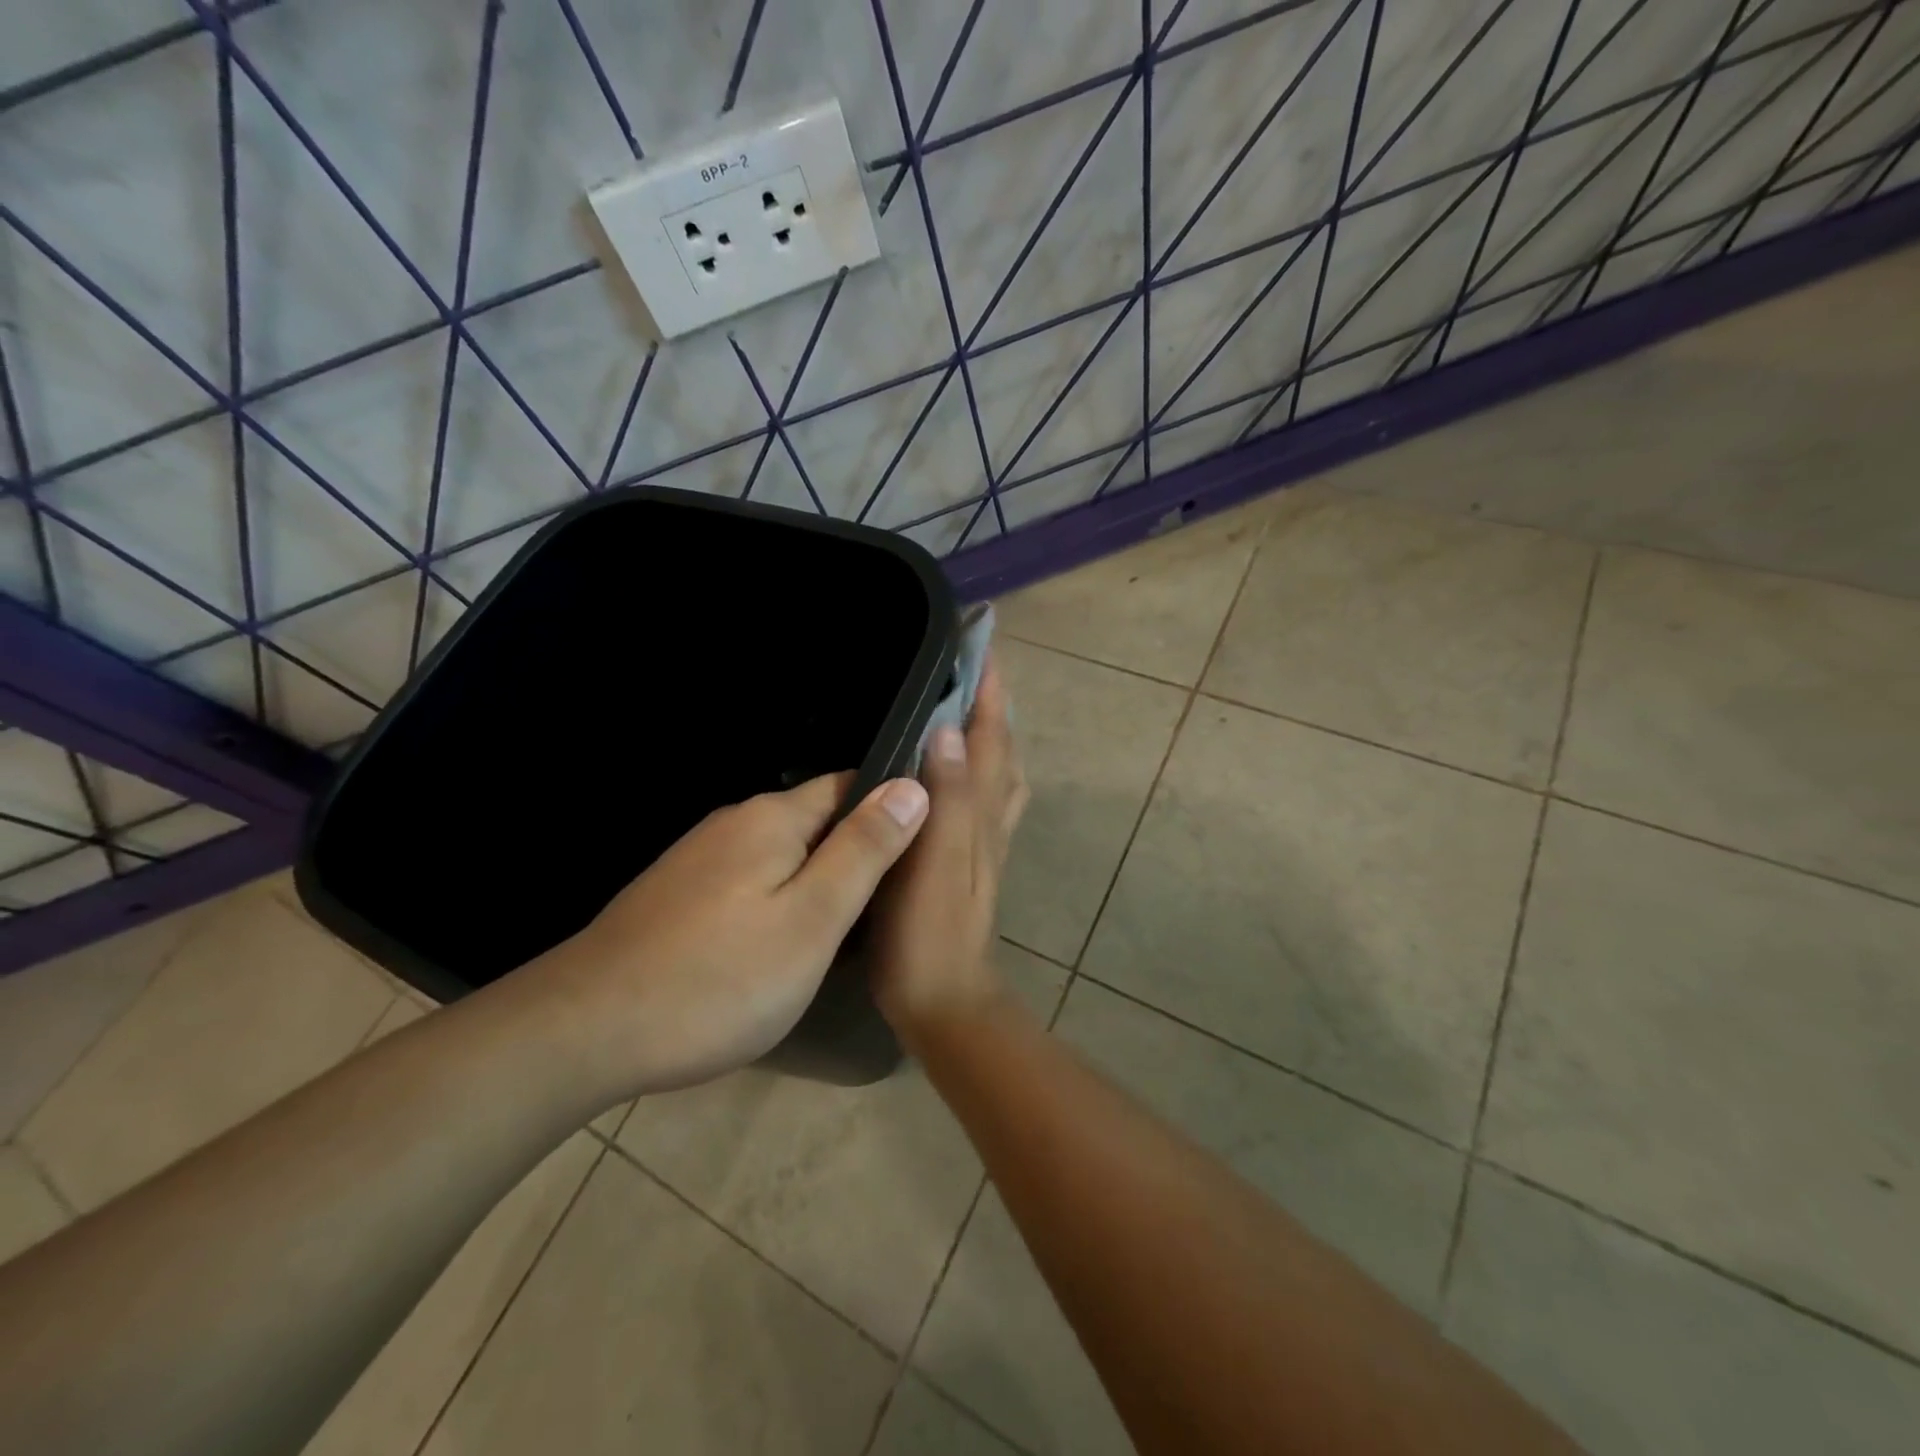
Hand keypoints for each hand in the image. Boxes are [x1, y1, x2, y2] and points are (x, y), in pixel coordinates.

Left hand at [530, 772, 929, 1094]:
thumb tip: (912, 786)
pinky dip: (776, 902)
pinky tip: (779, 945)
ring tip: (845, 930)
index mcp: (772, 817)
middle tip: (890, 904)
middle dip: (854, 851)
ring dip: (815, 880)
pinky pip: (747, 882)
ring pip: (780, 855)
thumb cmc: (719, 978)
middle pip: (814, 821)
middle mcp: (734, 823)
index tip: (923, 847)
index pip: (850, 785)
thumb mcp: (813, 918)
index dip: (890, 808)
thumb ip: (865, 850)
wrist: (585, 1030)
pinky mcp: (676, 895)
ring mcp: (698, 859)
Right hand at [870, 655, 1029, 1051]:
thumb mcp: (935, 861)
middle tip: (974, 662)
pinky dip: (983, 767)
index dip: (988, 688)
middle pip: (1000, 747)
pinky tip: (964, 770)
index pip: (989, 735)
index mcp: (980, 810)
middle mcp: (991, 817)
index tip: (983, 641)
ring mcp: (986, 840)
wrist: (944, 999)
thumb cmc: (928, 932)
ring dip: (993, 732)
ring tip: (973, 702)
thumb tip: (949, 730)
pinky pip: (986, 797)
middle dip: (993, 701)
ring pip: (998, 771)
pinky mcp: (973, 860)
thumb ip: (946, 797)